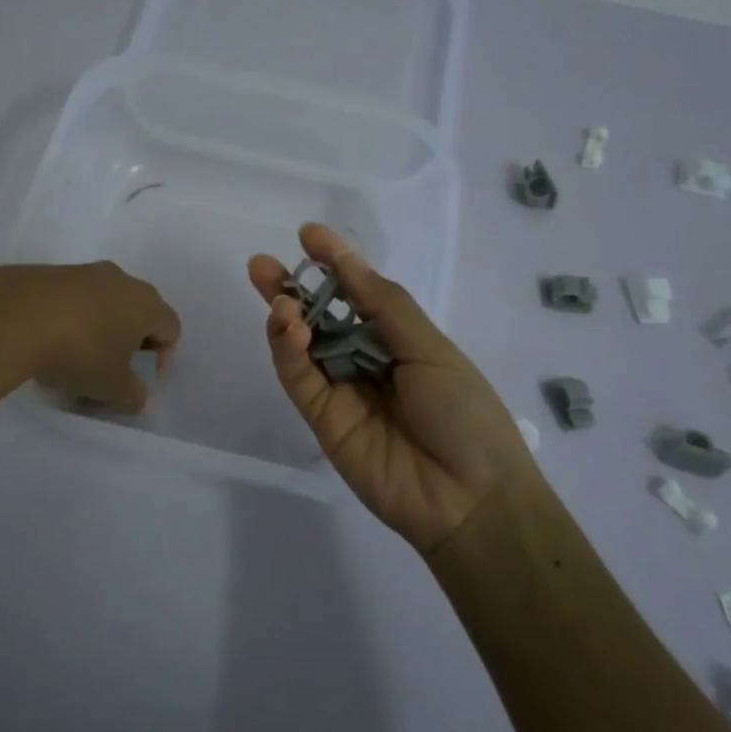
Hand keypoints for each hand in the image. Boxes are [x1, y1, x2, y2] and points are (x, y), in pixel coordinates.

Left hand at [0, 261, 179, 412]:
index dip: (164, 356)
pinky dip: (69, 319)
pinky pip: (71, 299)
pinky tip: (48, 343)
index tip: (143, 379)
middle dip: (129, 342)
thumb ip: (133, 397)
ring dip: (98, 331)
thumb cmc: (79, 352)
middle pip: (137, 312)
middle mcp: (121, 280)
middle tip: (112, 370)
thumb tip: (141, 400)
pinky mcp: (49, 272)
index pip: (171, 327)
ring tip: (75, 361)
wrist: (13, 316)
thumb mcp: (111, 387)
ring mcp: (83, 271)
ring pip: (103, 304)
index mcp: (146, 304)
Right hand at [247, 224, 535, 550]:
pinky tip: (287, 327)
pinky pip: (300, 380)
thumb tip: (346, 260)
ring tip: (278, 297)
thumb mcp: (429, 346)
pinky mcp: (324, 421)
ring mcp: (342, 392)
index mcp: (399, 339)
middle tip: (261, 265)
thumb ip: (383, 304)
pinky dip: (288, 352)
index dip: (333, 264)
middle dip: (292, 290)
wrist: (469, 496)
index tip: (307, 235)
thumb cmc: (463, 411)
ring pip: (303, 348)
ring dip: (287, 319)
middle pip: (321, 319)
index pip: (357, 293)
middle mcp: (366, 361)